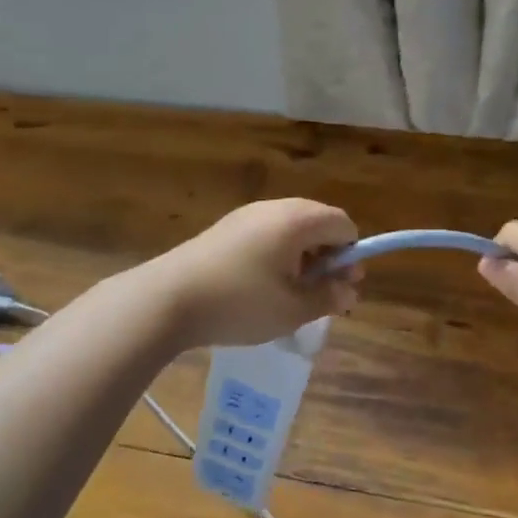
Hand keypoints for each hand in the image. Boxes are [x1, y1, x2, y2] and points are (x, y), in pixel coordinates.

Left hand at [146, 199, 360, 348]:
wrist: (167, 299)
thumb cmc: (240, 303)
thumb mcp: (292, 310)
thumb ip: (328, 298)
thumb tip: (348, 291)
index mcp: (297, 220)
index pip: (343, 224)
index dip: (351, 255)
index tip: (341, 286)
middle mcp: (274, 208)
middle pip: (318, 222)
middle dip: (327, 256)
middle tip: (319, 293)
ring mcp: (245, 215)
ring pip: (290, 229)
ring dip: (302, 257)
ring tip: (289, 294)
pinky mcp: (225, 228)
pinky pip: (266, 234)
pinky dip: (277, 255)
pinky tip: (260, 286)